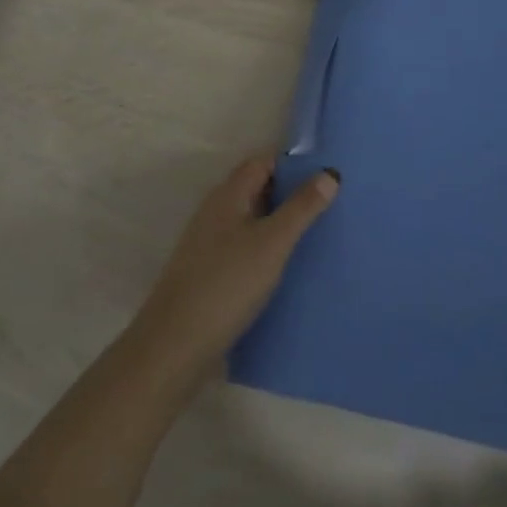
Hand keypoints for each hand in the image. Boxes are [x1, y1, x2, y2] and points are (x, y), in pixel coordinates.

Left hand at [128, 154, 338, 388]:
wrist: (175, 345)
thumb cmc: (227, 284)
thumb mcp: (272, 242)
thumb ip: (301, 207)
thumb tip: (329, 173)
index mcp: (228, 194)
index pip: (263, 162)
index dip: (293, 163)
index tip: (326, 173)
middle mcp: (216, 211)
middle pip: (257, 189)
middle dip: (291, 193)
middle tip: (331, 204)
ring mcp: (210, 242)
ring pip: (252, 220)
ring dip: (280, 223)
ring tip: (318, 234)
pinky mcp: (210, 272)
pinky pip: (246, 246)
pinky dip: (267, 248)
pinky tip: (288, 267)